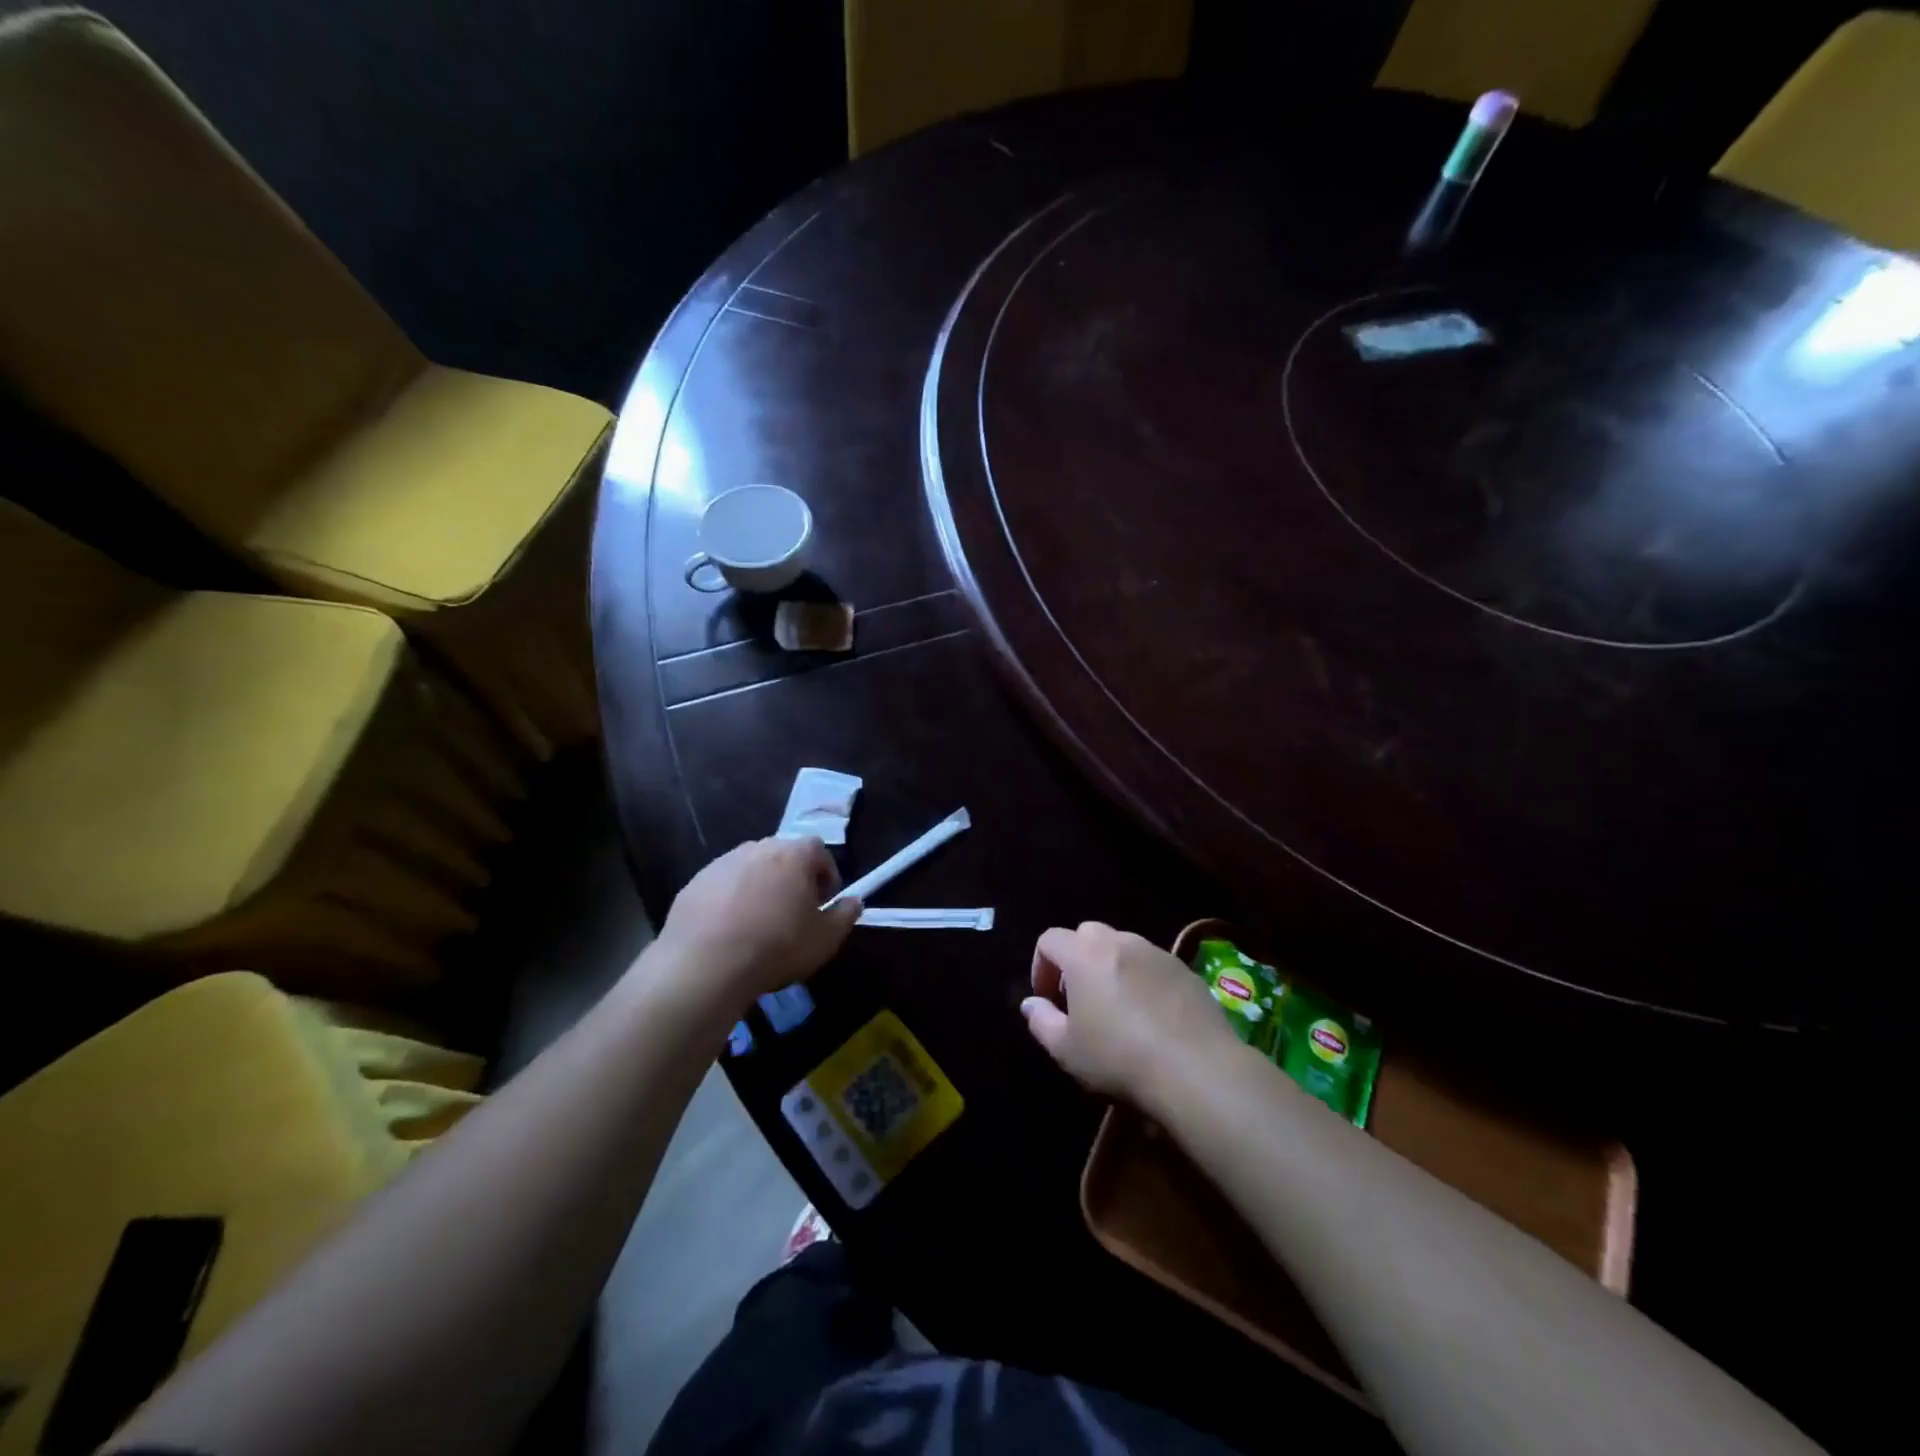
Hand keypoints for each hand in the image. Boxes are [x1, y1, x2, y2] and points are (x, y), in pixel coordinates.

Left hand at [652, 838, 861, 1016]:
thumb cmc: (777, 946)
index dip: (826, 873)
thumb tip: (854, 901)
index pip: (818, 849)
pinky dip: (730, 900)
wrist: (705, 965)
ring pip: (750, 869)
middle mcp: (757, 848)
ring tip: (760, 923)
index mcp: (793, 854)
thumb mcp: (825, 938)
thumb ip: (845, 915)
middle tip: (794, 911)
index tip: (823, 901)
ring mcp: (721, 863)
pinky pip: (722, 886)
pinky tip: (729, 931)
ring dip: (760, 887)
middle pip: (783, 855)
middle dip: (793, 878)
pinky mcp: (694, 883)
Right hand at [1021, 921, 1238, 1105]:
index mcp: (1084, 954)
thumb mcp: (1066, 1050)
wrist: (1196, 1069)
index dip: (1040, 966)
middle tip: (1079, 999)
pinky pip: (1152, 965)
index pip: (1049, 939)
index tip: (1046, 999)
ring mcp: (1156, 952)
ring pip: (1122, 947)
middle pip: (1087, 935)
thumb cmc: (1119, 1057)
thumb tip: (1031, 1003)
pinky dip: (1142, 979)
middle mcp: (1119, 942)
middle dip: (1076, 960)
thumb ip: (1041, 1021)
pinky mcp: (1185, 969)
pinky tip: (1150, 1016)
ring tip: (1116, 1008)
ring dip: (1110, 967)